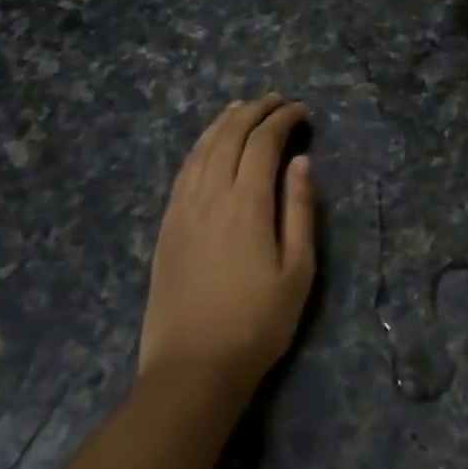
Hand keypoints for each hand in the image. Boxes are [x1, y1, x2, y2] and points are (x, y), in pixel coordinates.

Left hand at [139, 95, 315, 390]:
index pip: (263, 143)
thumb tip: (301, 162)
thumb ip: (300, 210)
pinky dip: (199, 147)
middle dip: (254, 111)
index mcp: (246, 203)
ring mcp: (182, 210)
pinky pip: (182, 172)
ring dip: (224, 122)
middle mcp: (210, 195)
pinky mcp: (166, 227)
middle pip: (229, 136)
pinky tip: (207, 145)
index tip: (300, 110)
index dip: (282, 120)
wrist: (192, 369)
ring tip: (241, 108)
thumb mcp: (298, 270)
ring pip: (202, 149)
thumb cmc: (257, 322)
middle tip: (276, 100)